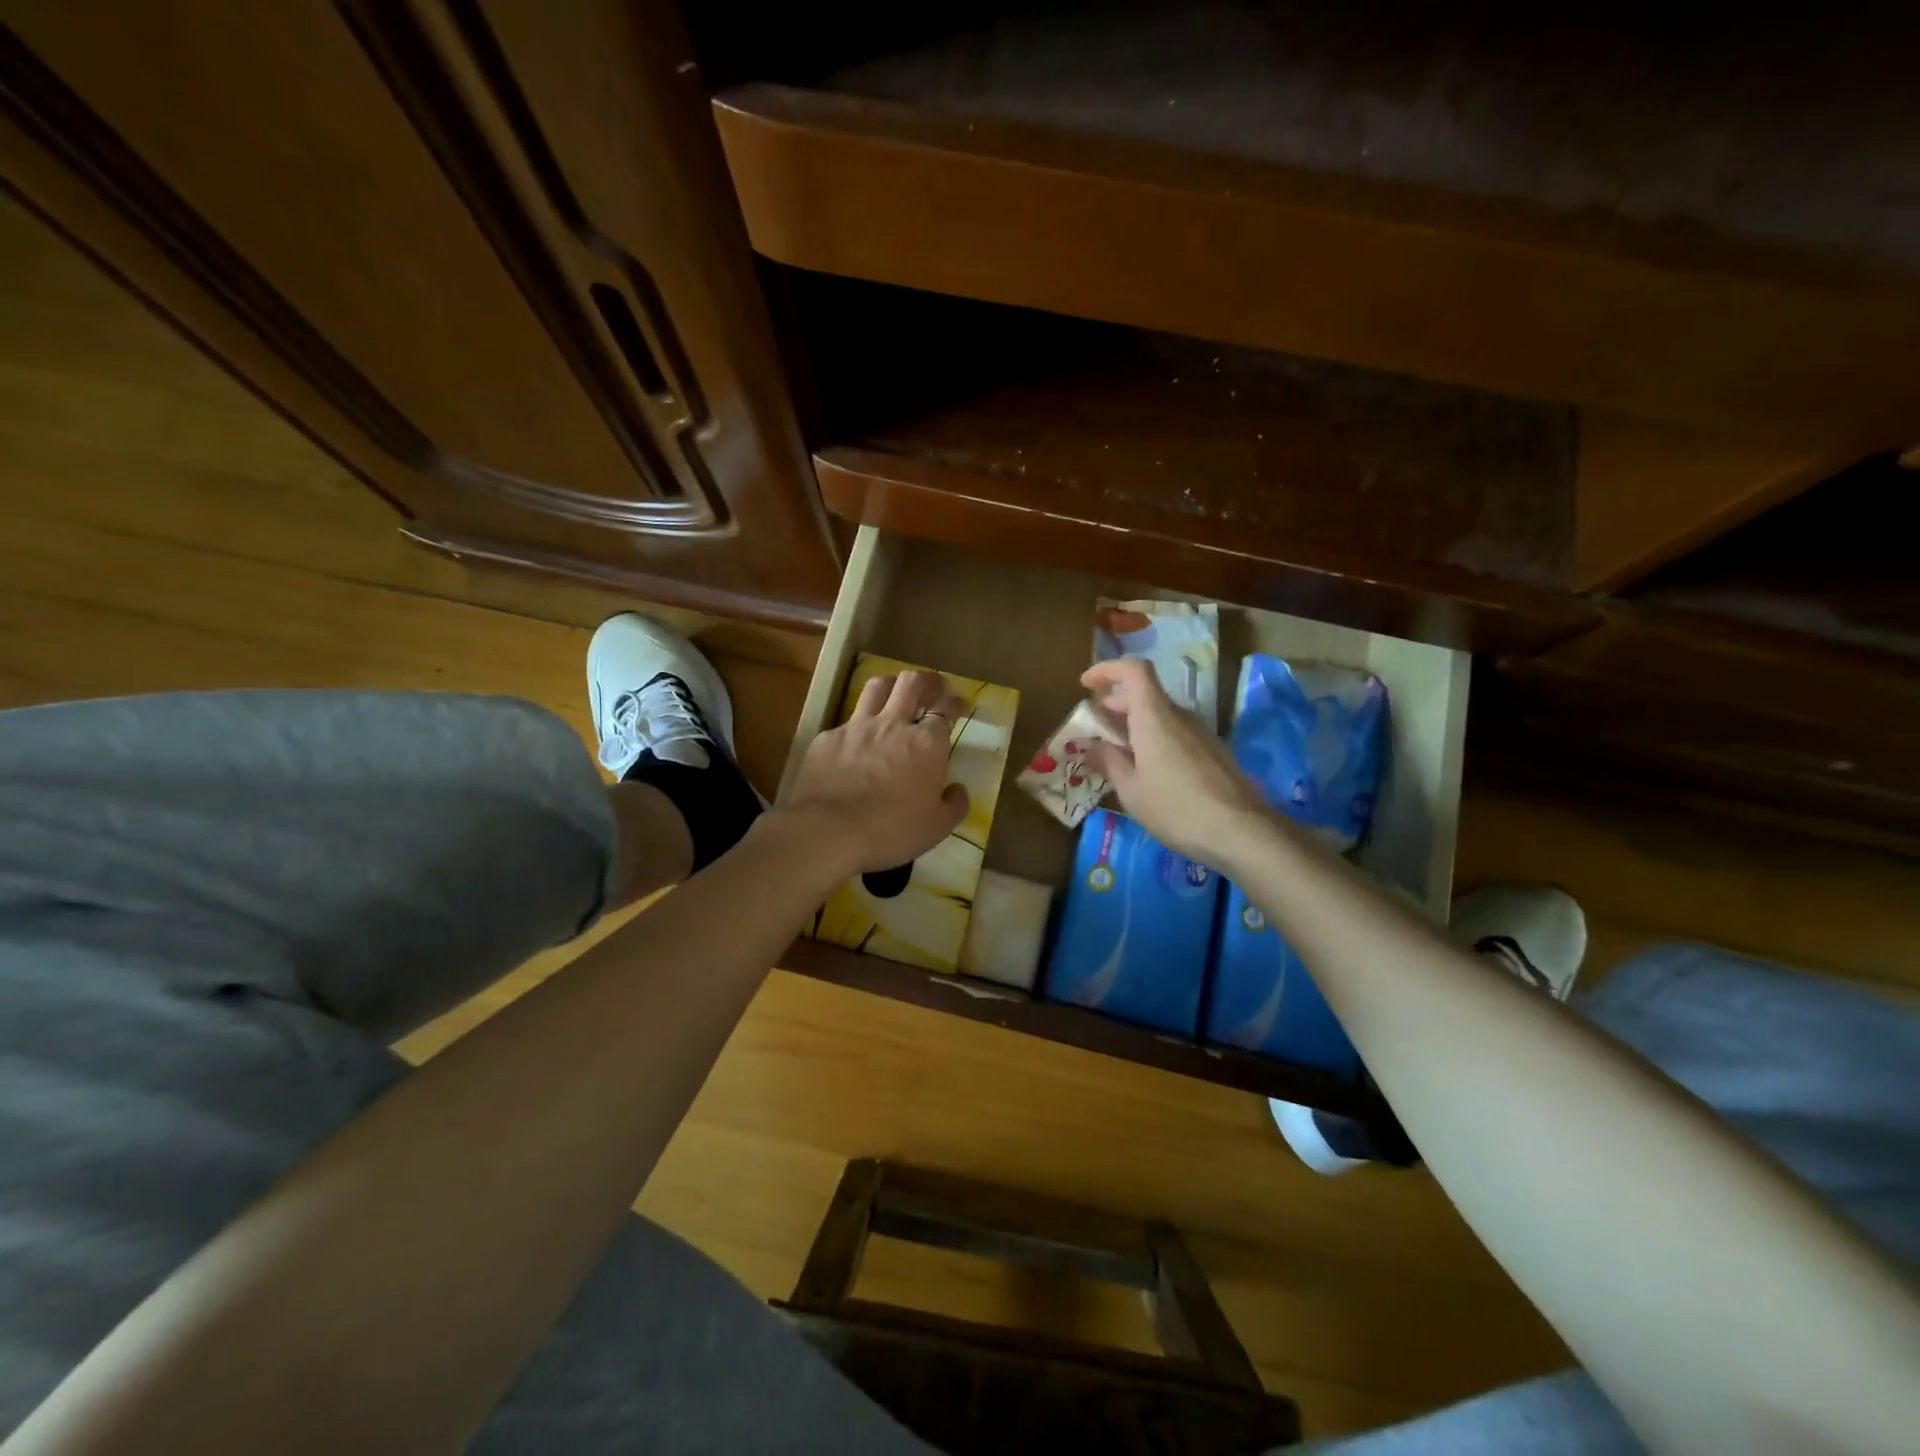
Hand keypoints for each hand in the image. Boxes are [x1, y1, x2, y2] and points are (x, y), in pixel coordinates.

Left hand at [778, 670, 969, 877]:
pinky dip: (857, 725)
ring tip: (895, 694)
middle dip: (926, 680)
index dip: (954, 702)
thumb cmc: (891, 831)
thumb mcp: (937, 827)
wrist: (827, 831)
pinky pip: (846, 721)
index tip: (958, 704)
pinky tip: (856, 741)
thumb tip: (958, 790)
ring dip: (891, 685)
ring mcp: (857, 727)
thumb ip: (954, 805)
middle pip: (911, 682)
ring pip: (877, 687)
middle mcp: (893, 725)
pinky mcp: (827, 738)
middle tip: (932, 687)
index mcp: (927, 744)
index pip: (945, 708)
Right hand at [1080, 658, 1268, 863]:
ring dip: (1135, 725)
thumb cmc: (1176, 808)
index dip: (1107, 670)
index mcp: (1155, 717)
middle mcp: (1179, 716)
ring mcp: (1200, 733)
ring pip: (1161, 716)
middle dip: (1115, 705)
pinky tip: (1147, 771)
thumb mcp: (1131, 790)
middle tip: (1095, 729)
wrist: (1242, 831)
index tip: (1085, 685)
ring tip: (1116, 754)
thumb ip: (1109, 762)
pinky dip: (1154, 740)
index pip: (1134, 671)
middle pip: (1145, 694)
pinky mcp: (1213, 752)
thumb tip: (1092, 746)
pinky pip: (1176, 733)